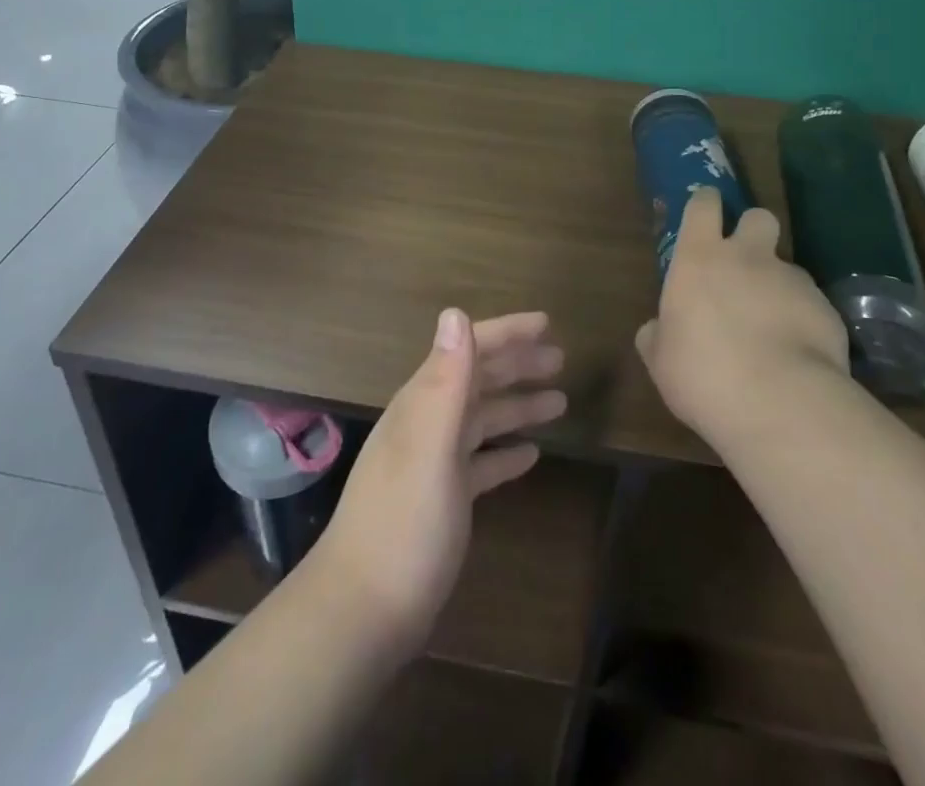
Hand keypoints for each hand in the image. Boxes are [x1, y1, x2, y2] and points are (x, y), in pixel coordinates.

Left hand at [309, 310, 566, 657]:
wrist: (364, 611)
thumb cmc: (404, 524)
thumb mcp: (430, 447)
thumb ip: (446, 381)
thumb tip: (456, 312)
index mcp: (424, 403)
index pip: (468, 350)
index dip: (507, 333)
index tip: (547, 323)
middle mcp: (428, 424)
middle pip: (478, 381)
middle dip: (517, 365)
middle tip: (560, 360)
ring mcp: (434, 463)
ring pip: (482, 419)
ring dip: (517, 406)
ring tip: (559, 402)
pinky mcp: (443, 500)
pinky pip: (480, 463)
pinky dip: (504, 453)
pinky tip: (530, 456)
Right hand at [635, 187, 851, 445]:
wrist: (780, 403)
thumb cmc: (704, 374)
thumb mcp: (661, 359)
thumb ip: (658, 335)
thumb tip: (655, 329)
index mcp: (700, 258)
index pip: (703, 205)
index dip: (705, 204)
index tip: (705, 214)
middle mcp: (747, 256)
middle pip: (758, 216)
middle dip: (753, 231)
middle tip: (745, 263)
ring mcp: (792, 279)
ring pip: (787, 266)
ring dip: (779, 285)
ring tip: (774, 326)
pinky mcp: (827, 308)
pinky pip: (813, 304)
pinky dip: (805, 321)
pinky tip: (798, 354)